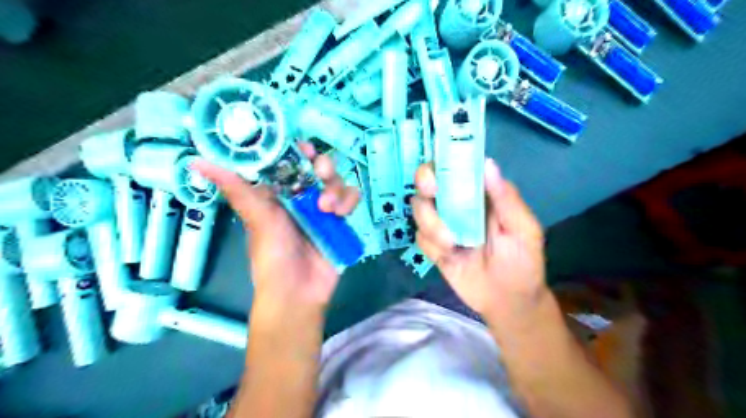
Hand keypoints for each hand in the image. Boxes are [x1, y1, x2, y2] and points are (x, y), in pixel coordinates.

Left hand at [193, 143, 359, 316]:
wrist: (298, 292)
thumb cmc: (272, 256)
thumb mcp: (256, 219)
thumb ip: (236, 188)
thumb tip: (195, 162)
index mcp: (278, 193)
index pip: (290, 160)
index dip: (298, 150)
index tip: (304, 148)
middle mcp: (301, 196)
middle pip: (318, 166)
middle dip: (324, 166)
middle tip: (322, 174)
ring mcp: (322, 208)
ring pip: (337, 180)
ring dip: (337, 188)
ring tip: (329, 208)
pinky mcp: (339, 220)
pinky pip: (351, 199)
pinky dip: (349, 201)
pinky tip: (341, 214)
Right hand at [414, 158, 545, 321]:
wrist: (507, 302)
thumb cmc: (522, 262)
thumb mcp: (522, 230)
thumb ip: (506, 198)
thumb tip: (487, 163)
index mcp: (480, 194)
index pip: (456, 166)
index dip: (442, 161)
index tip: (441, 170)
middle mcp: (457, 203)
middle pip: (428, 182)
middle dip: (425, 185)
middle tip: (432, 194)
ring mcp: (442, 224)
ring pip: (419, 208)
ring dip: (430, 223)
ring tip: (452, 244)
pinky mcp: (432, 245)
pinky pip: (419, 236)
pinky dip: (431, 244)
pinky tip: (449, 256)